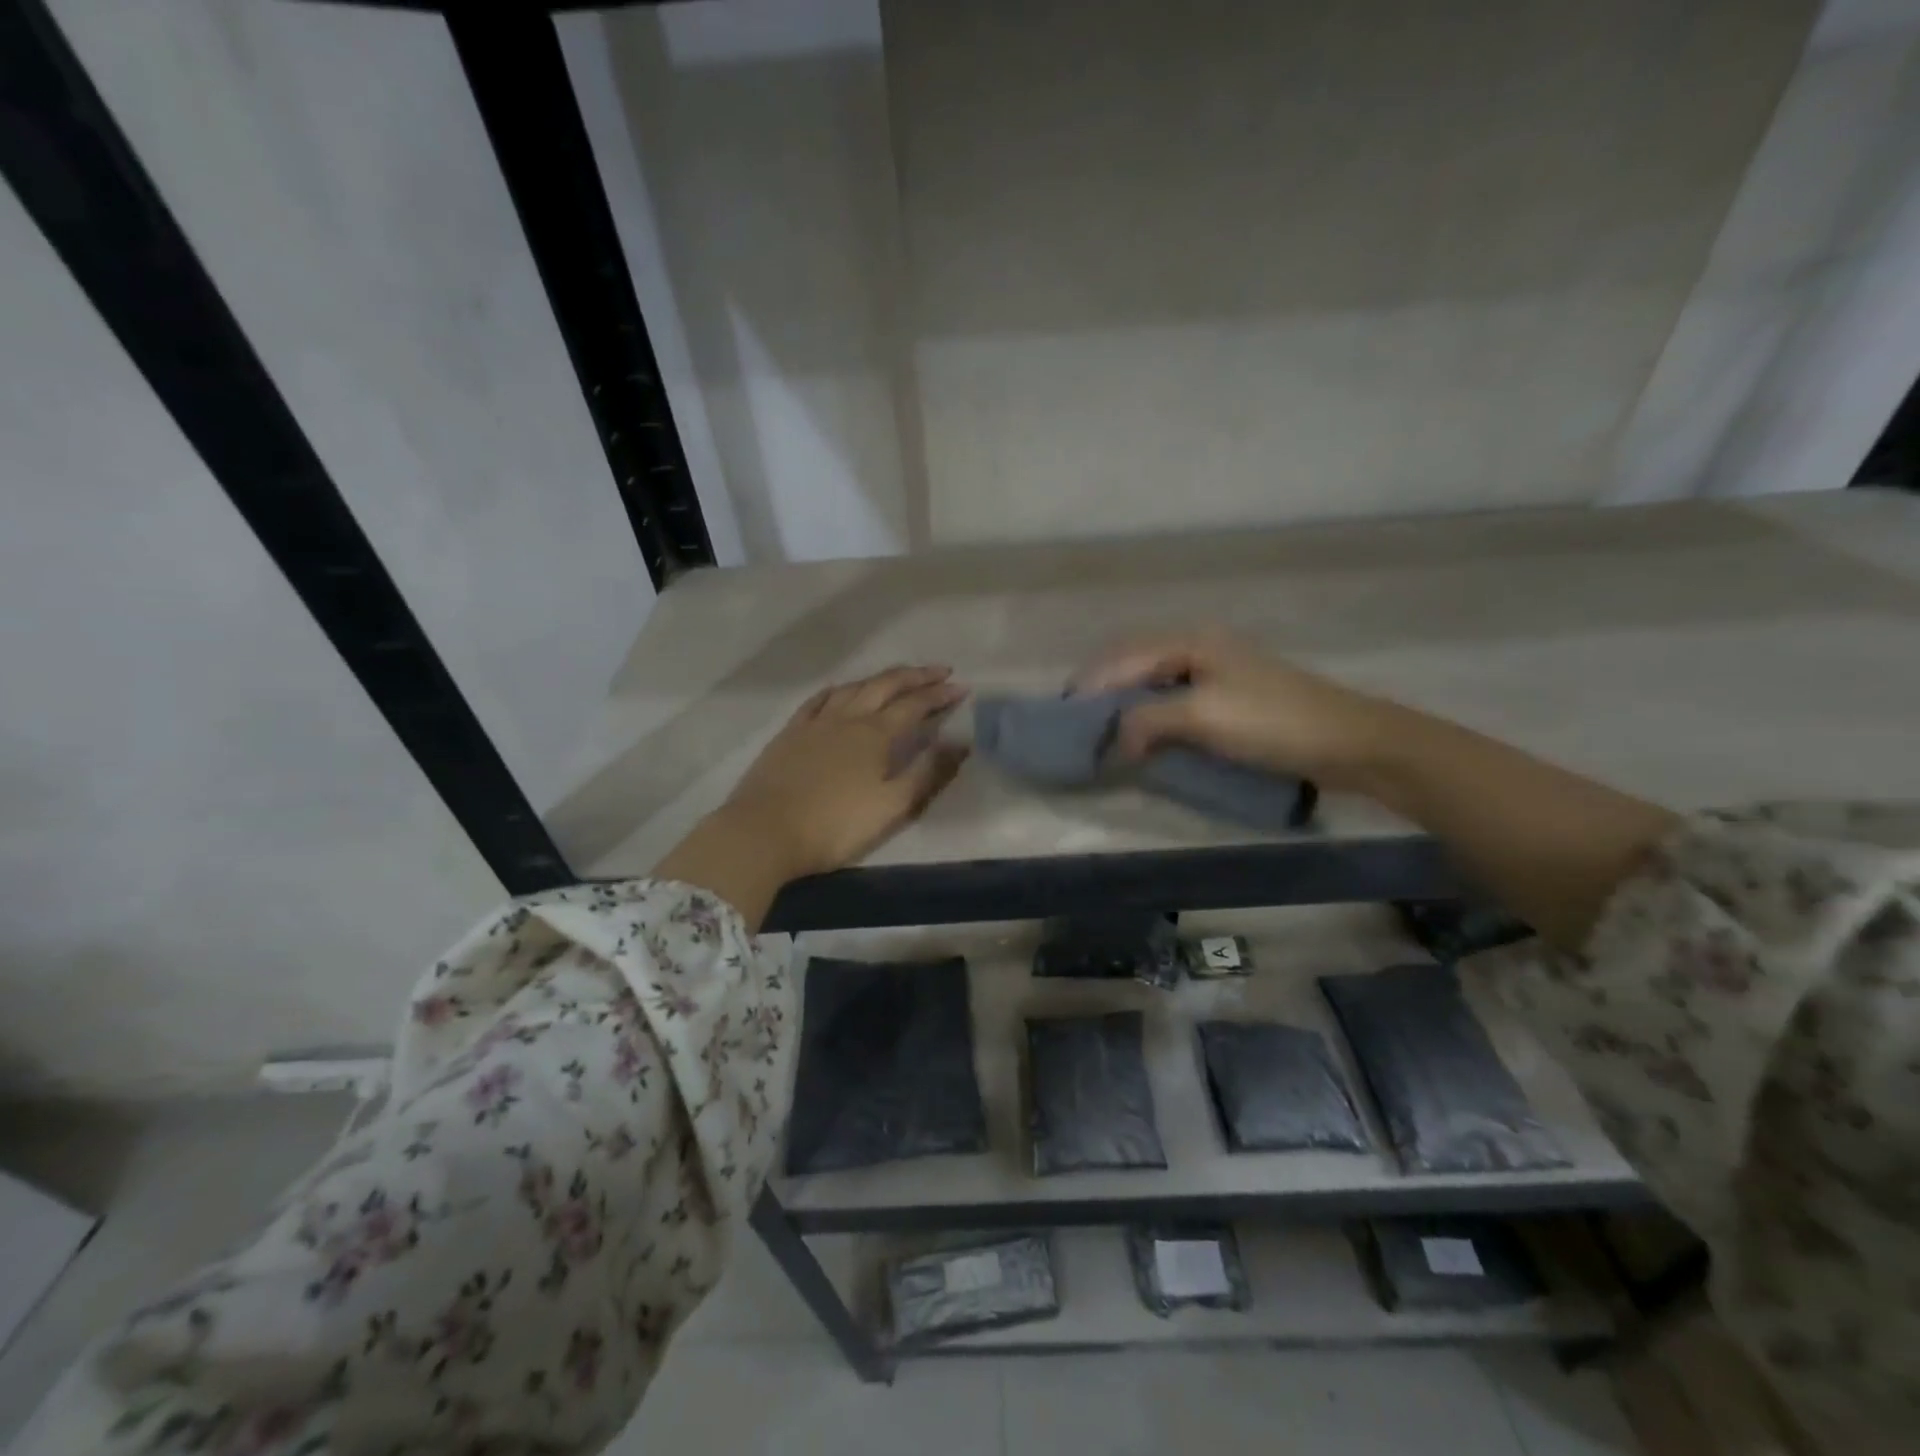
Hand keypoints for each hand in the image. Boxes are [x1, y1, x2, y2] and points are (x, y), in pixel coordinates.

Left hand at [720, 665, 969, 877]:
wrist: (764, 832)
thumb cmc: (834, 825)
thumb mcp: (891, 806)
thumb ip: (927, 773)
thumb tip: (960, 742)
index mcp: (875, 735)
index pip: (915, 705)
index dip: (940, 695)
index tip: (962, 687)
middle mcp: (848, 718)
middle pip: (885, 686)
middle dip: (915, 676)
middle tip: (939, 671)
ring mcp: (815, 723)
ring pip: (853, 687)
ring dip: (880, 678)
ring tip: (898, 678)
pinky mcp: (790, 733)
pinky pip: (818, 700)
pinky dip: (838, 690)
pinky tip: (842, 691)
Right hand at [1072, 629, 1387, 786]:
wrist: (1349, 742)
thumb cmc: (1271, 721)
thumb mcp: (1202, 716)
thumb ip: (1148, 719)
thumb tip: (1117, 740)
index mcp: (1192, 642)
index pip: (1124, 658)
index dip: (1091, 684)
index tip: (1062, 711)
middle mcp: (1201, 648)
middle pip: (1137, 664)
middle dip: (1104, 691)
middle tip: (1077, 721)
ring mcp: (1218, 673)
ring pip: (1156, 684)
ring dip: (1128, 706)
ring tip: (1104, 731)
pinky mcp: (1231, 700)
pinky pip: (1176, 702)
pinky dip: (1153, 717)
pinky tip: (1145, 737)